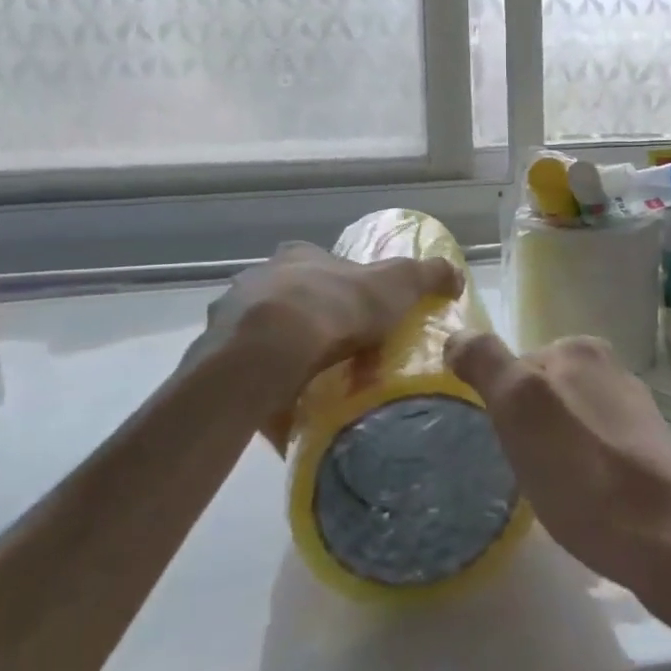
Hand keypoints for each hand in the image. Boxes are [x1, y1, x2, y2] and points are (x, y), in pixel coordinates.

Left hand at [183, 242, 462, 435]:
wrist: (268, 351)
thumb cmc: (335, 307)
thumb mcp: (398, 283)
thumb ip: (428, 275)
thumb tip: (456, 275)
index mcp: (299, 258)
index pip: (323, 267)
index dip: (345, 290)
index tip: (364, 318)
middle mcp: (258, 281)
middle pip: (292, 302)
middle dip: (316, 326)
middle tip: (345, 358)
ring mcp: (230, 321)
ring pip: (265, 339)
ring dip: (288, 359)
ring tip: (319, 390)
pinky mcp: (214, 362)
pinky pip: (247, 376)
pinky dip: (268, 391)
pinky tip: (291, 412)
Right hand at [445, 332, 670, 600]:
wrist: (669, 536)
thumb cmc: (583, 472)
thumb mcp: (519, 407)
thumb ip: (486, 362)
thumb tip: (457, 338)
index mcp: (579, 348)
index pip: (514, 365)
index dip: (501, 408)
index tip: (504, 446)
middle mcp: (610, 366)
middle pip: (543, 392)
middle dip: (528, 425)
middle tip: (526, 470)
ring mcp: (634, 406)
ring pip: (570, 420)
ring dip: (555, 447)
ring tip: (555, 490)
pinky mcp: (650, 446)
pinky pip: (596, 446)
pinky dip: (583, 466)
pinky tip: (587, 500)